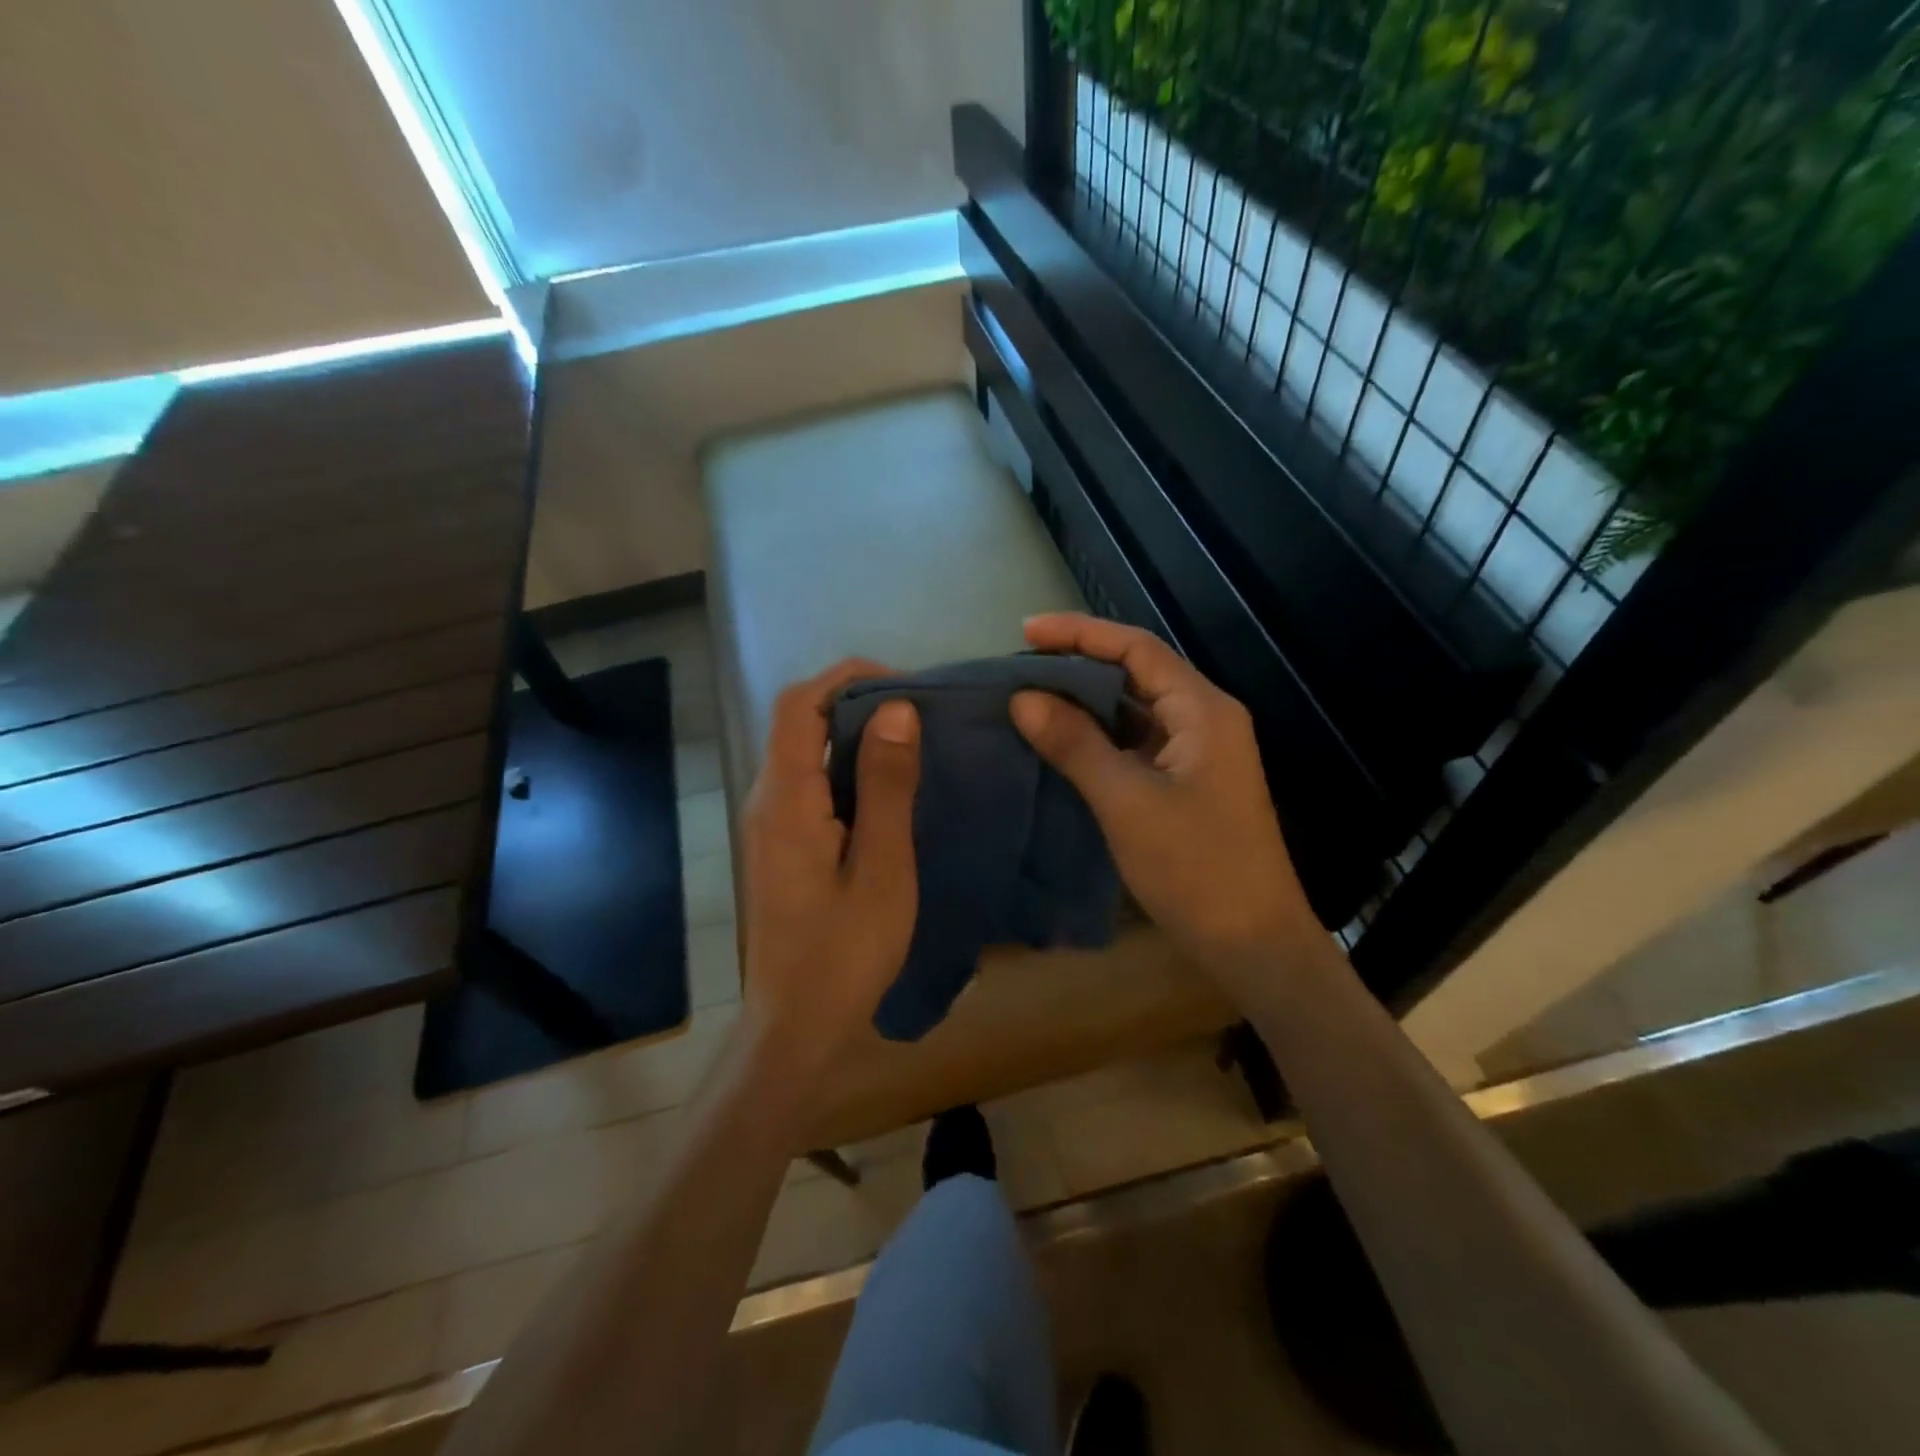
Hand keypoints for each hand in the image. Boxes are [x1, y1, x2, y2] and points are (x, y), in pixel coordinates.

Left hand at [739, 660, 920, 1081]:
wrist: (797, 1025)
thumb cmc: (845, 952)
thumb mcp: (882, 867)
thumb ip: (887, 786)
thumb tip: (897, 710)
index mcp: (785, 799)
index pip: (799, 705)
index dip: (847, 679)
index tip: (905, 685)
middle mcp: (766, 800)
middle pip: (799, 722)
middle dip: (855, 702)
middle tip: (919, 714)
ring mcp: (769, 824)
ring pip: (805, 753)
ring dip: (853, 736)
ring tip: (912, 743)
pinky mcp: (780, 845)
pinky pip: (811, 785)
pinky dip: (847, 770)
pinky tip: (888, 789)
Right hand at [1010, 614, 1313, 974]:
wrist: (1254, 945)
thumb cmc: (1195, 868)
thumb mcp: (1126, 802)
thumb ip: (1075, 744)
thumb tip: (1022, 697)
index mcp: (1202, 710)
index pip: (1137, 648)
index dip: (1080, 633)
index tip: (1024, 632)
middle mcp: (1204, 719)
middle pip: (1136, 673)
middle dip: (1078, 665)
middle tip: (1019, 669)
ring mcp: (1197, 753)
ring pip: (1134, 710)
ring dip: (1085, 702)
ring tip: (1029, 699)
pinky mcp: (1186, 783)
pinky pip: (1136, 743)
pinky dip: (1098, 737)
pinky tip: (1060, 742)